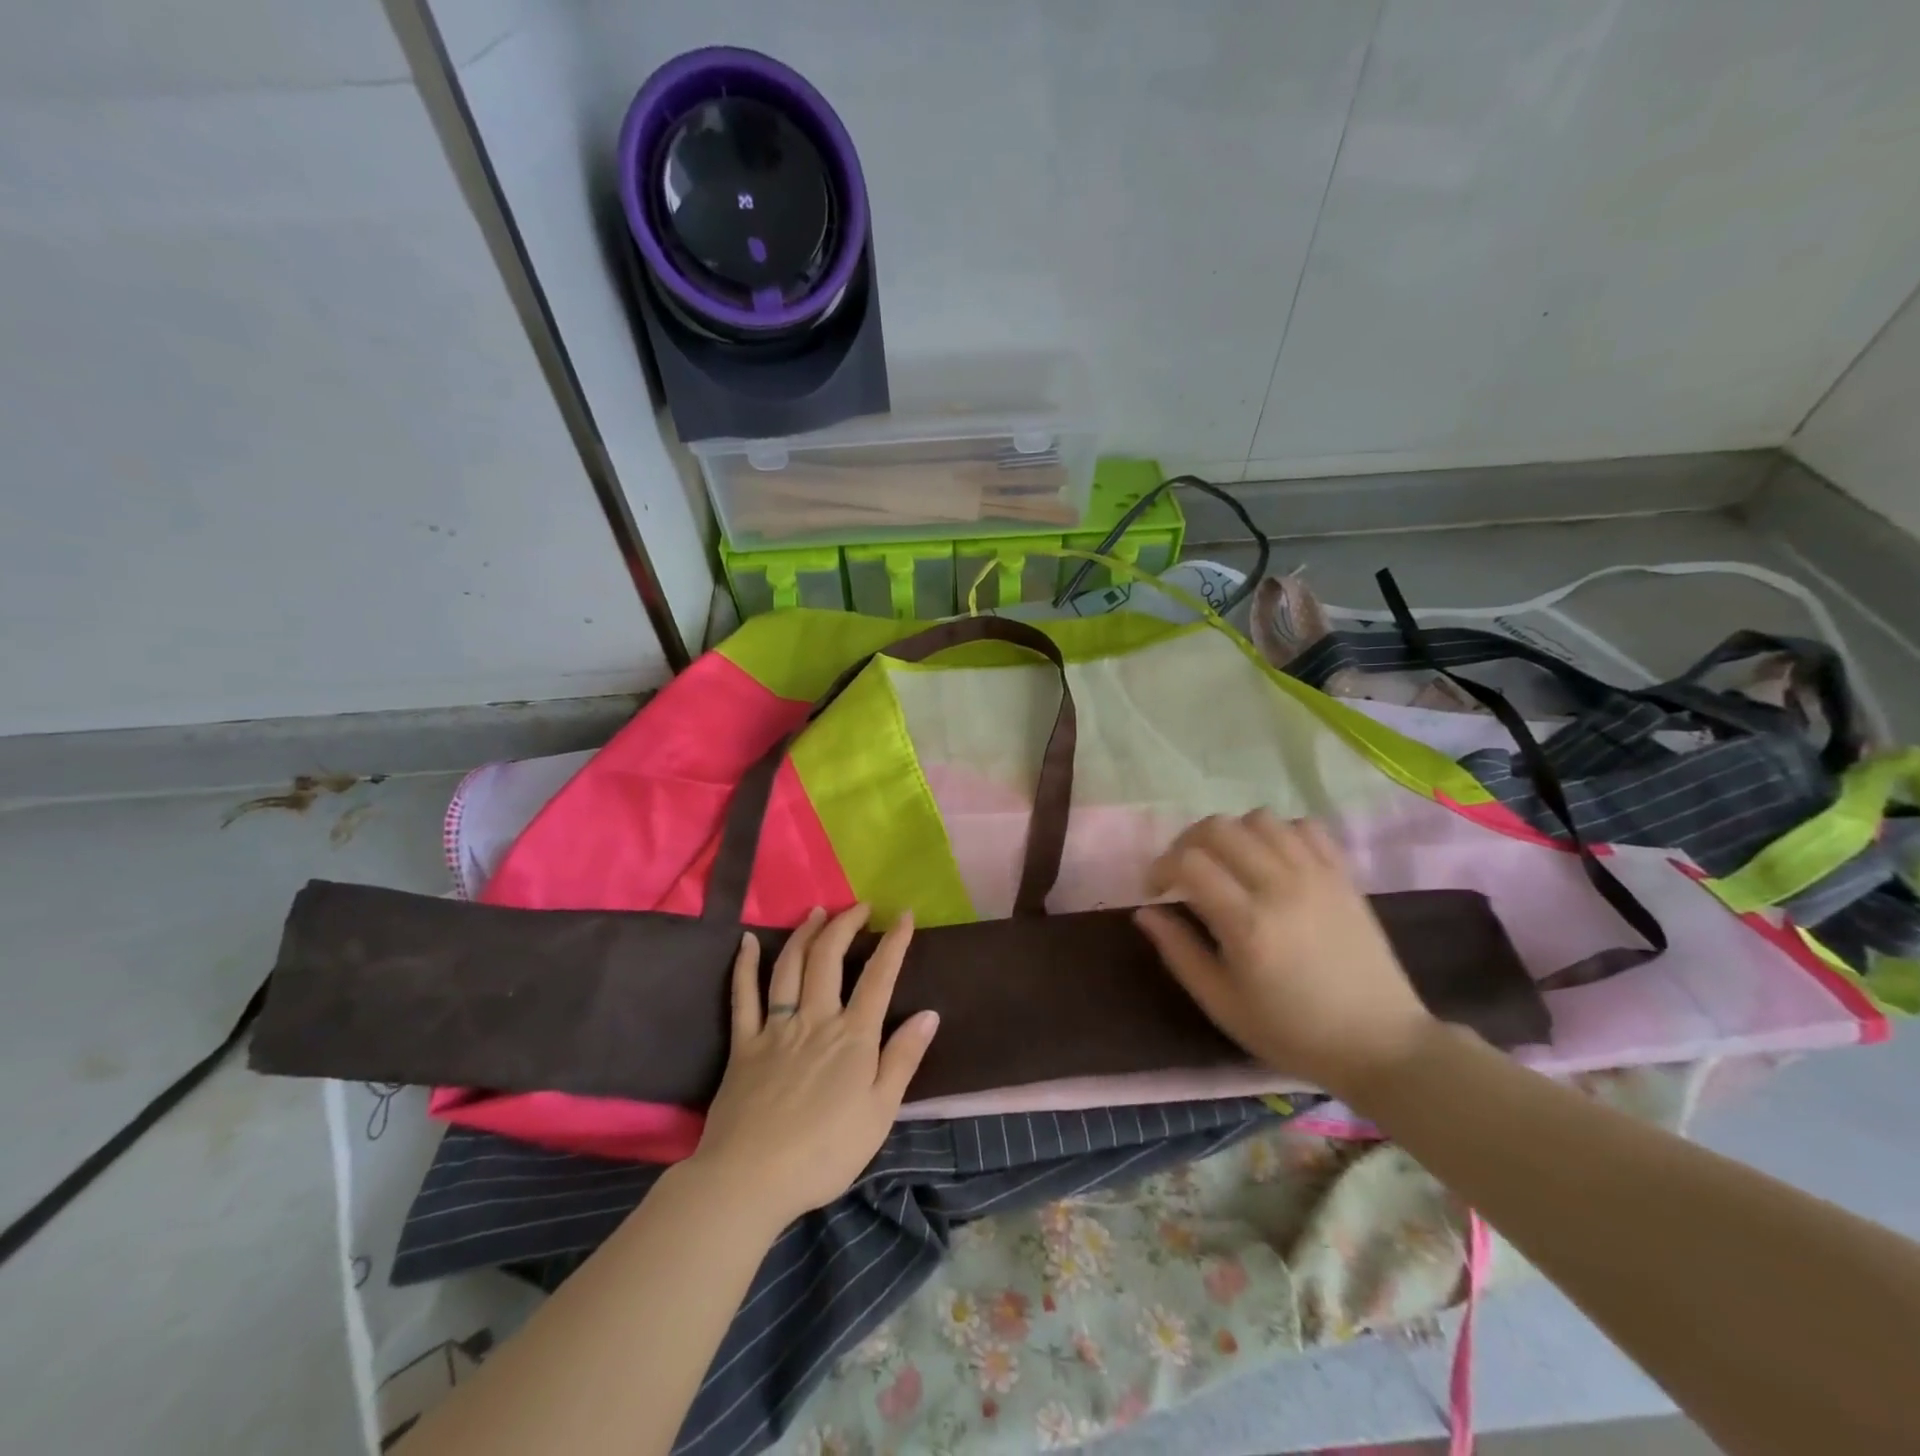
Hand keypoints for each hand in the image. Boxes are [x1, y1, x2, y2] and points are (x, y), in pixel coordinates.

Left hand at [687, 905, 939, 1228]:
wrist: (751, 1179)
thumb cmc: (825, 1153)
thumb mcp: (879, 1113)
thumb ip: (903, 1059)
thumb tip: (929, 1013)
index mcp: (853, 1037)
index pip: (879, 977)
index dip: (894, 942)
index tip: (905, 914)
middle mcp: (815, 1019)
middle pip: (830, 958)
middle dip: (846, 925)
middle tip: (859, 906)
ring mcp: (776, 1028)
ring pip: (790, 966)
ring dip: (805, 934)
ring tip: (817, 912)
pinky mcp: (744, 1044)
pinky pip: (743, 996)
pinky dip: (746, 965)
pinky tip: (749, 942)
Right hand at [1134, 810, 1436, 1100]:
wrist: (1380, 1044)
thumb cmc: (1292, 1031)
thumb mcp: (1222, 1004)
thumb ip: (1179, 952)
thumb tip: (1145, 911)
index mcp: (1247, 924)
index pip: (1188, 861)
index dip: (1160, 867)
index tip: (1157, 891)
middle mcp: (1280, 886)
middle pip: (1218, 828)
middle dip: (1188, 843)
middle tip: (1184, 873)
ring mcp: (1317, 875)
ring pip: (1259, 819)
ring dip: (1232, 834)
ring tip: (1228, 863)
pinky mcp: (1343, 875)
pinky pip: (1304, 827)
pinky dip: (1278, 833)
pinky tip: (1271, 860)